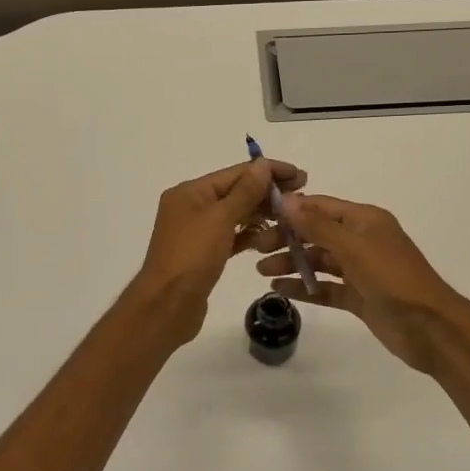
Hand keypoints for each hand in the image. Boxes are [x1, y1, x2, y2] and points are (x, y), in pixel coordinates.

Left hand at [125, 158, 305, 344]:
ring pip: (235, 215)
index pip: (235, 173)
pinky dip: (249, 235)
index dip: (268, 171)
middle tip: (302, 196)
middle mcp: (191, 206)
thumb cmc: (192, 256)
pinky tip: (270, 237)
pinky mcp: (204, 254)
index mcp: (190, 192)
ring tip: (291, 217)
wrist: (167, 306)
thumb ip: (245, 192)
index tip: (300, 175)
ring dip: (261, 213)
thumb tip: (263, 164)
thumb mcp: (220, 218)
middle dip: (267, 192)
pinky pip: (231, 236)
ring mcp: (197, 231)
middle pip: (235, 192)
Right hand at [258, 193, 469, 376]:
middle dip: (287, 239)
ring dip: (291, 263)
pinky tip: (280, 291)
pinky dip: (304, 288)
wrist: (431, 328)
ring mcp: (360, 270)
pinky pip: (325, 287)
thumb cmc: (393, 279)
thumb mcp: (354, 247)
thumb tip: (286, 201)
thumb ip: (318, 225)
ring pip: (318, 261)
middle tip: (256, 250)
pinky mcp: (359, 297)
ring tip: (262, 272)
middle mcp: (361, 240)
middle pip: (316, 233)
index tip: (260, 216)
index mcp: (364, 220)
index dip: (291, 210)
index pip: (320, 207)